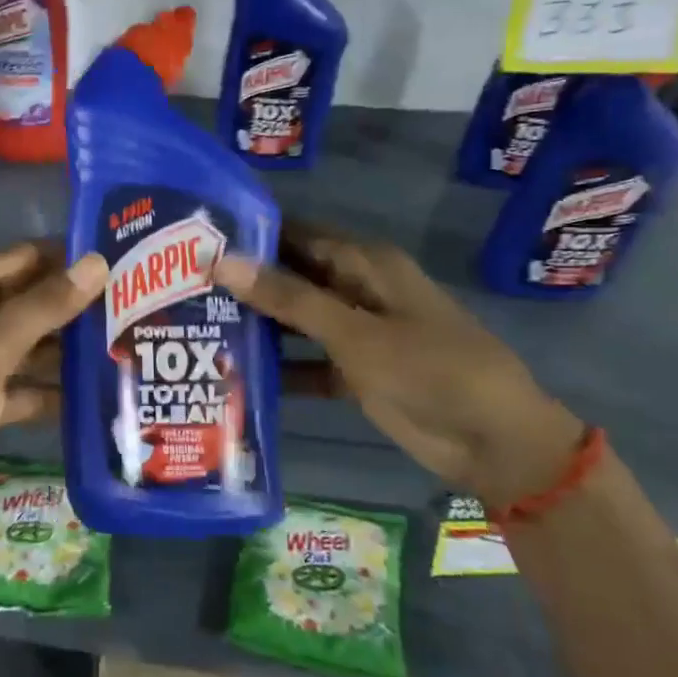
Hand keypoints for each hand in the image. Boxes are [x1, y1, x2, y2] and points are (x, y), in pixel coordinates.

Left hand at [0, 241, 107, 516]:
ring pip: (31, 347)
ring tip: (130, 346)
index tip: (122, 262)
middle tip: (139, 307)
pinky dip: (53, 392)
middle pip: (30, 303)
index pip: (23, 260)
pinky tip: (100, 394)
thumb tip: (97, 262)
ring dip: (69, 351)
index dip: (67, 259)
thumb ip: (44, 307)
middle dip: (75, 307)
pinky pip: (25, 388)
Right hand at [213, 223, 583, 506]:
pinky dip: (280, 368)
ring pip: (295, 320)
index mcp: (363, 263)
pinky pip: (307, 362)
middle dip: (244, 283)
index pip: (294, 234)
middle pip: (290, 277)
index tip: (193, 240)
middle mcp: (356, 289)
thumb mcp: (355, 332)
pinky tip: (235, 377)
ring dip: (257, 326)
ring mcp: (356, 332)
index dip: (249, 236)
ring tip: (195, 328)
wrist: (495, 442)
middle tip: (182, 289)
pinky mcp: (356, 371)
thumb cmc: (430, 370)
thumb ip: (289, 298)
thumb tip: (222, 260)